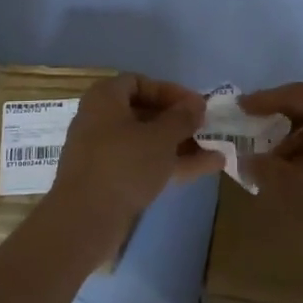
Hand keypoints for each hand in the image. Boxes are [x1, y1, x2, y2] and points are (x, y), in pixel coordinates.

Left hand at [50, 75, 220, 234]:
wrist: (85, 220)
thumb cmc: (124, 165)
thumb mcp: (161, 137)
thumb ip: (182, 117)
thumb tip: (196, 103)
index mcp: (104, 99)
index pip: (139, 82)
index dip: (170, 91)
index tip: (196, 105)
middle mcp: (99, 121)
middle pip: (144, 113)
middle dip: (179, 122)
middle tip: (206, 128)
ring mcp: (103, 153)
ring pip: (147, 142)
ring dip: (181, 145)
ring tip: (216, 152)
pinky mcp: (109, 181)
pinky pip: (143, 164)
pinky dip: (170, 164)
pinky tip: (206, 169)